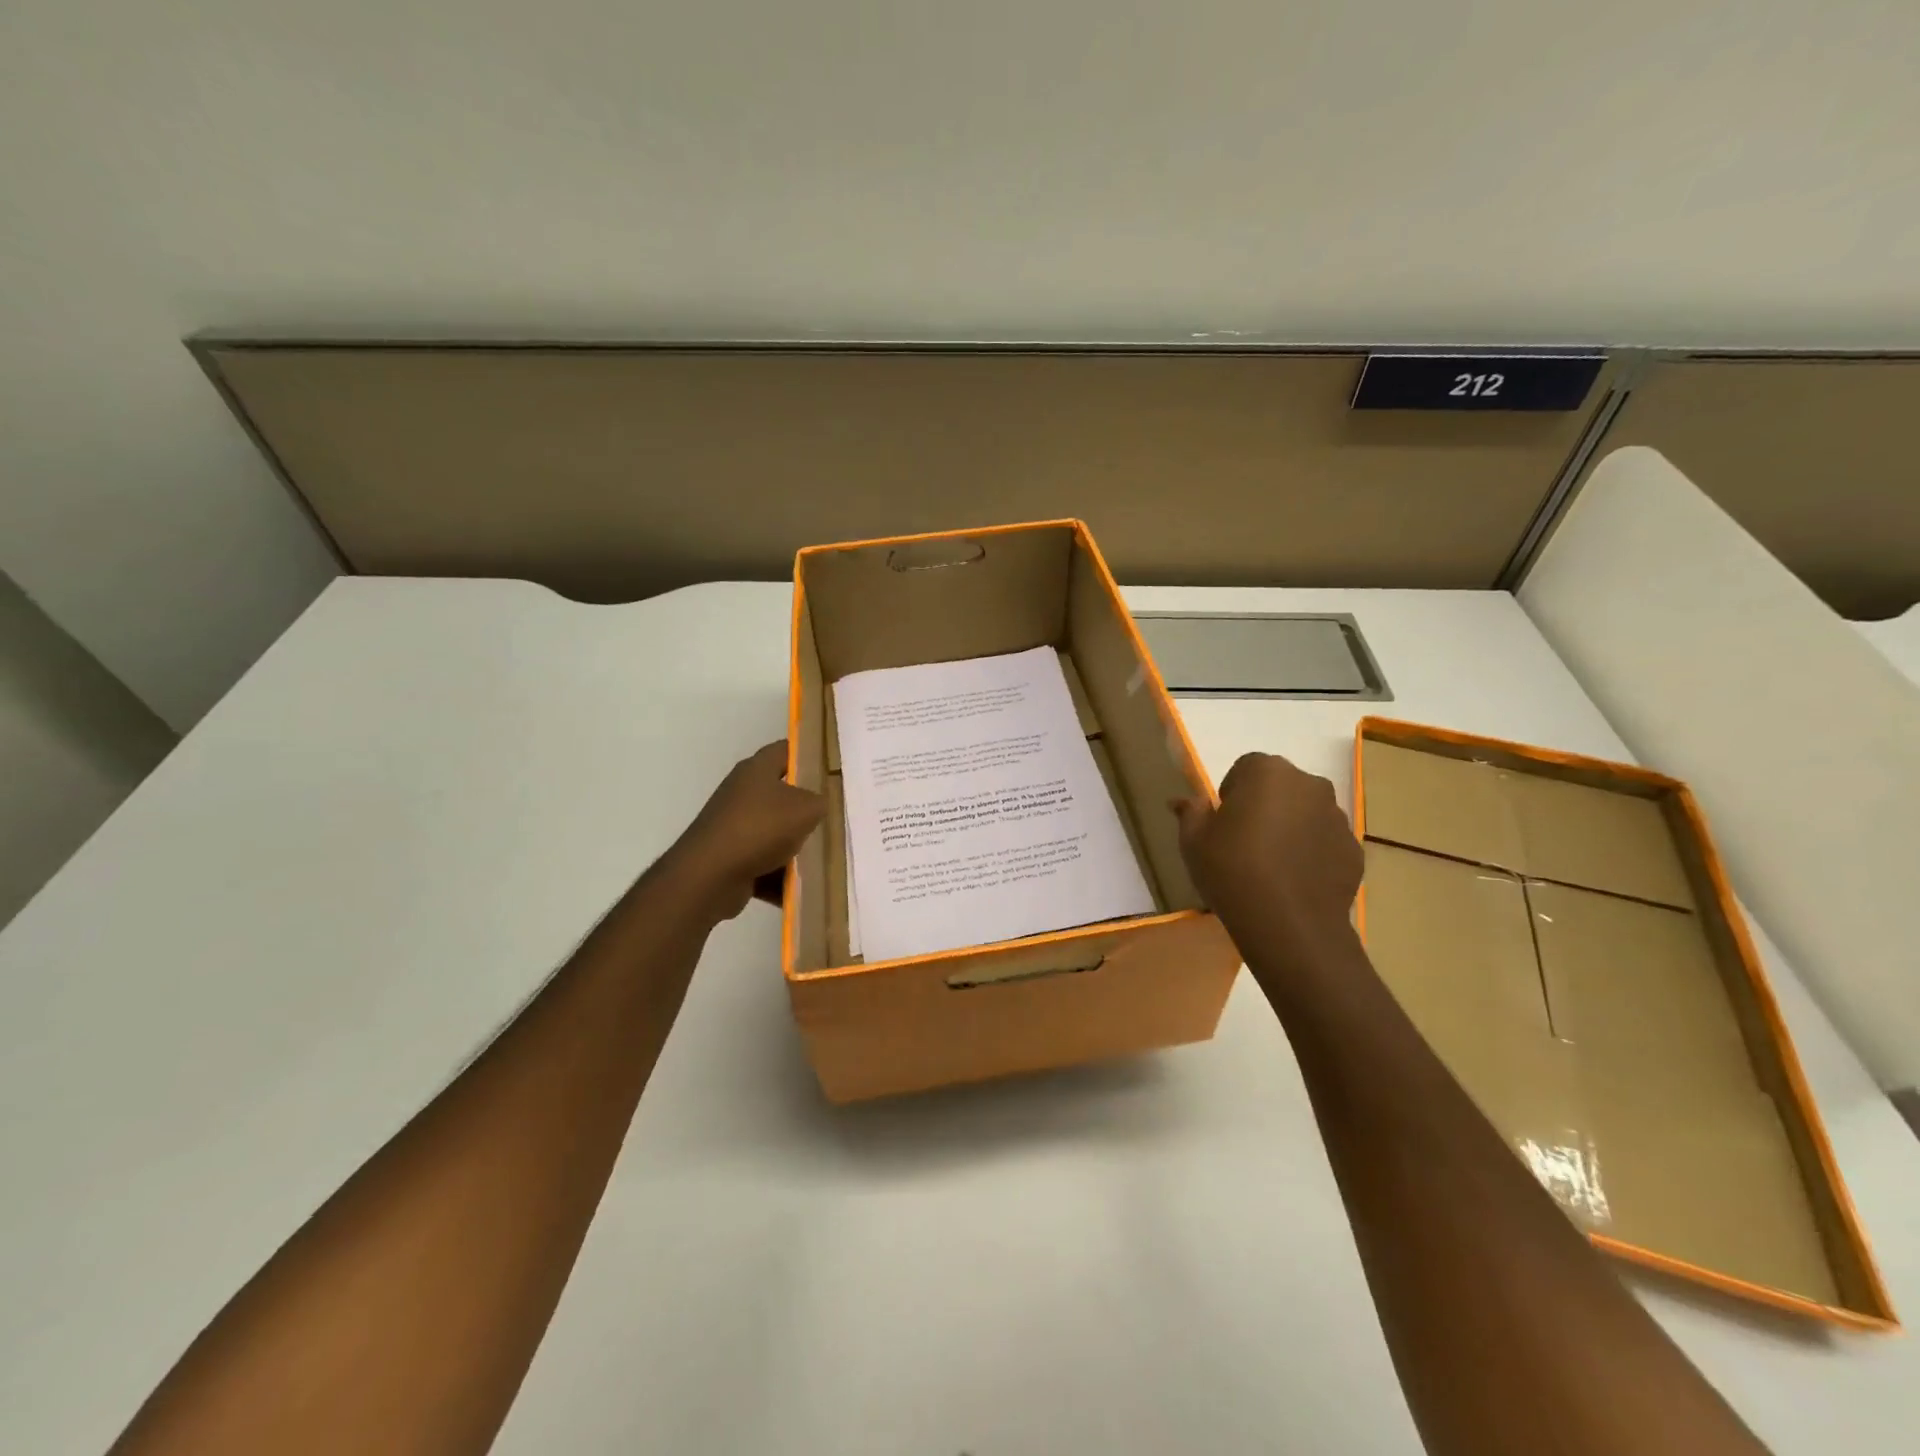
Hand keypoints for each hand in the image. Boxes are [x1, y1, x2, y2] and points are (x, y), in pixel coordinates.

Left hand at [666, 742, 825, 920]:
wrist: (709, 876)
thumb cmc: (759, 828)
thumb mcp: (806, 808)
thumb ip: (821, 801)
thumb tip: (821, 804)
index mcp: (756, 770)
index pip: (787, 750)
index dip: (810, 754)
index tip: (833, 767)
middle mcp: (742, 793)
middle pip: (783, 794)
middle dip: (808, 807)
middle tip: (836, 814)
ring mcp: (734, 826)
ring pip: (775, 831)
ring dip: (796, 845)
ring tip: (825, 855)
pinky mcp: (731, 858)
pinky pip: (765, 862)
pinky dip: (780, 874)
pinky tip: (803, 886)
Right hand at [1173, 752, 1362, 954]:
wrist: (1289, 924)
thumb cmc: (1232, 870)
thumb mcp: (1193, 841)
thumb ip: (1190, 812)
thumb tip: (1183, 801)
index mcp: (1268, 772)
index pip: (1246, 767)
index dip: (1232, 793)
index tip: (1223, 823)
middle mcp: (1309, 784)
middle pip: (1280, 786)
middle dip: (1265, 805)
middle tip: (1245, 841)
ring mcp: (1337, 817)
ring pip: (1306, 812)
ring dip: (1290, 827)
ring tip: (1271, 864)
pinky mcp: (1353, 849)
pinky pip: (1324, 841)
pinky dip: (1311, 852)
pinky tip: (1294, 880)